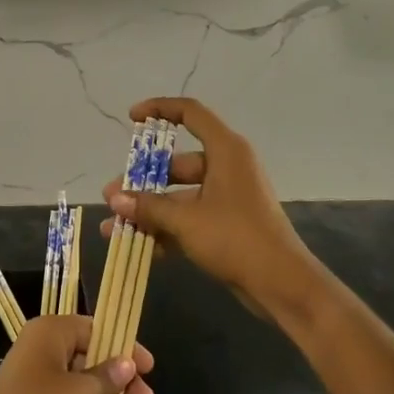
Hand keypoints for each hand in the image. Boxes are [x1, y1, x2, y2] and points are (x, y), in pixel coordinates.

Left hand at [0, 314, 155, 393]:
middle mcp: (44, 354)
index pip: (95, 330)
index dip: (123, 347)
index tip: (148, 368)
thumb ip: (107, 378)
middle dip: (123, 385)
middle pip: (93, 362)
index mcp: (50, 334)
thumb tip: (127, 364)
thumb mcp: (79, 393)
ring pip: (86, 391)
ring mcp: (41, 387)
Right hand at [102, 97, 317, 326]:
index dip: (160, 109)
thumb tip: (114, 199)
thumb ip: (148, 207)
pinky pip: (189, 217)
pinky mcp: (227, 224)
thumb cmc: (235, 237)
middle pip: (177, 162)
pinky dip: (166, 228)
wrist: (281, 284)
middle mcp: (227, 167)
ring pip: (180, 194)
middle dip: (142, 181)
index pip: (190, 113)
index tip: (132, 118)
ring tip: (114, 226)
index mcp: (225, 150)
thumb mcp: (186, 220)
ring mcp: (227, 197)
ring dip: (149, 210)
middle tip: (112, 196)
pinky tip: (137, 246)